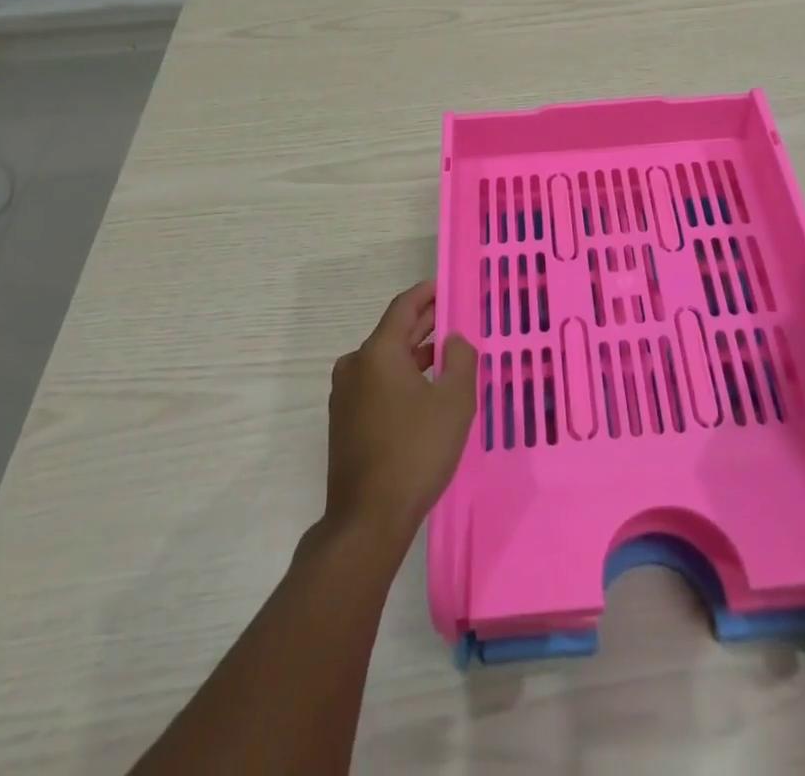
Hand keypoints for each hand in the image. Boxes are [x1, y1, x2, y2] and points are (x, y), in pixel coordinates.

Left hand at [323, 281, 477, 546]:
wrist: (368, 519)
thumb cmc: (416, 451)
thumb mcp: (454, 402)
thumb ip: (460, 360)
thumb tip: (453, 340)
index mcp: (377, 353)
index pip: (403, 307)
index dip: (426, 293)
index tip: (445, 286)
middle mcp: (355, 366)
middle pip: (393, 333)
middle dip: (424, 324)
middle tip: (453, 318)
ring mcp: (345, 396)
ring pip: (385, 361)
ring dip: (414, 354)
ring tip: (446, 355)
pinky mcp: (345, 422)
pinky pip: (377, 384)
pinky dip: (401, 377)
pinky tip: (424, 391)